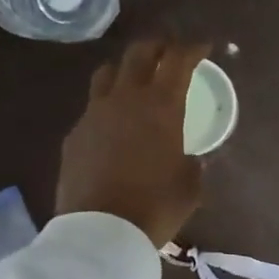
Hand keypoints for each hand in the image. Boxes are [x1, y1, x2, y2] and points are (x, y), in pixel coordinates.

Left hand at [57, 40, 209, 247]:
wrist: (102, 232)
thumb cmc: (157, 207)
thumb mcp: (191, 186)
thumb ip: (194, 163)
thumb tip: (192, 157)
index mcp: (162, 107)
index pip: (178, 60)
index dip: (193, 48)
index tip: (204, 47)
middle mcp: (126, 99)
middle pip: (139, 53)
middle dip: (158, 46)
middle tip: (169, 52)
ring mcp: (94, 114)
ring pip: (108, 73)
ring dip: (126, 68)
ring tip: (135, 78)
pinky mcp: (75, 134)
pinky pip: (92, 107)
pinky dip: (107, 105)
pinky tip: (113, 125)